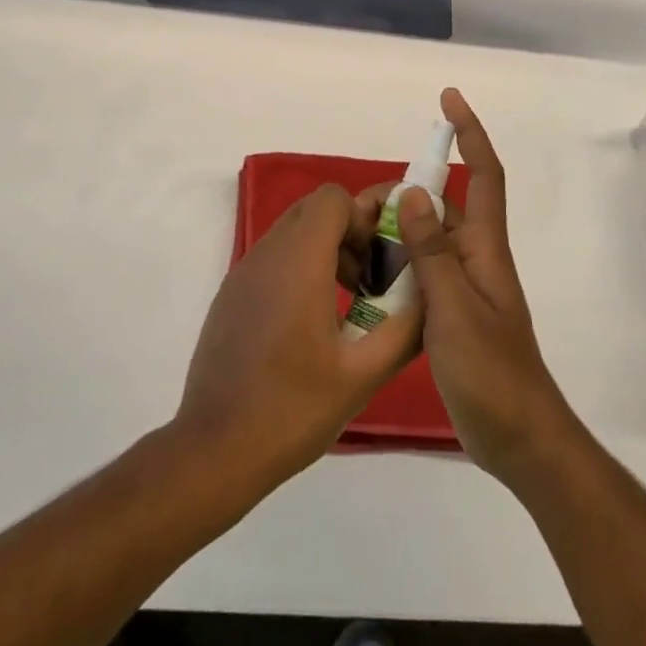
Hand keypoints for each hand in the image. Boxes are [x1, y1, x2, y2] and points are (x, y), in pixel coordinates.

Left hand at [174, 184, 421, 491]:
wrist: (214, 448)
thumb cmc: (292, 409)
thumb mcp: (363, 374)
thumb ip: (405, 327)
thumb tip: (431, 293)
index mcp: (299, 260)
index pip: (333, 197)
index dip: (363, 216)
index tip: (381, 256)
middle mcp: (267, 252)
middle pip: (314, 208)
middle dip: (348, 230)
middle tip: (370, 277)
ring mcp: (243, 271)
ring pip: (292, 231)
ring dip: (325, 249)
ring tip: (347, 302)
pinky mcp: (231, 293)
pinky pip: (273, 257)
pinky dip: (299, 267)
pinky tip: (310, 324)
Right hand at [397, 89, 573, 488]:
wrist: (518, 440)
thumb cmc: (493, 372)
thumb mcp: (455, 310)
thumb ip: (432, 252)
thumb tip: (411, 192)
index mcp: (485, 248)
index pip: (485, 174)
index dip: (470, 133)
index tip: (449, 99)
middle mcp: (474, 256)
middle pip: (439, 206)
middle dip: (402, 195)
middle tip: (358, 210)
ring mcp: (461, 285)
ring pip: (422, 240)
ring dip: (391, 234)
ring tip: (349, 242)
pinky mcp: (448, 311)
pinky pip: (416, 272)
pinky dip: (391, 266)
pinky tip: (361, 279)